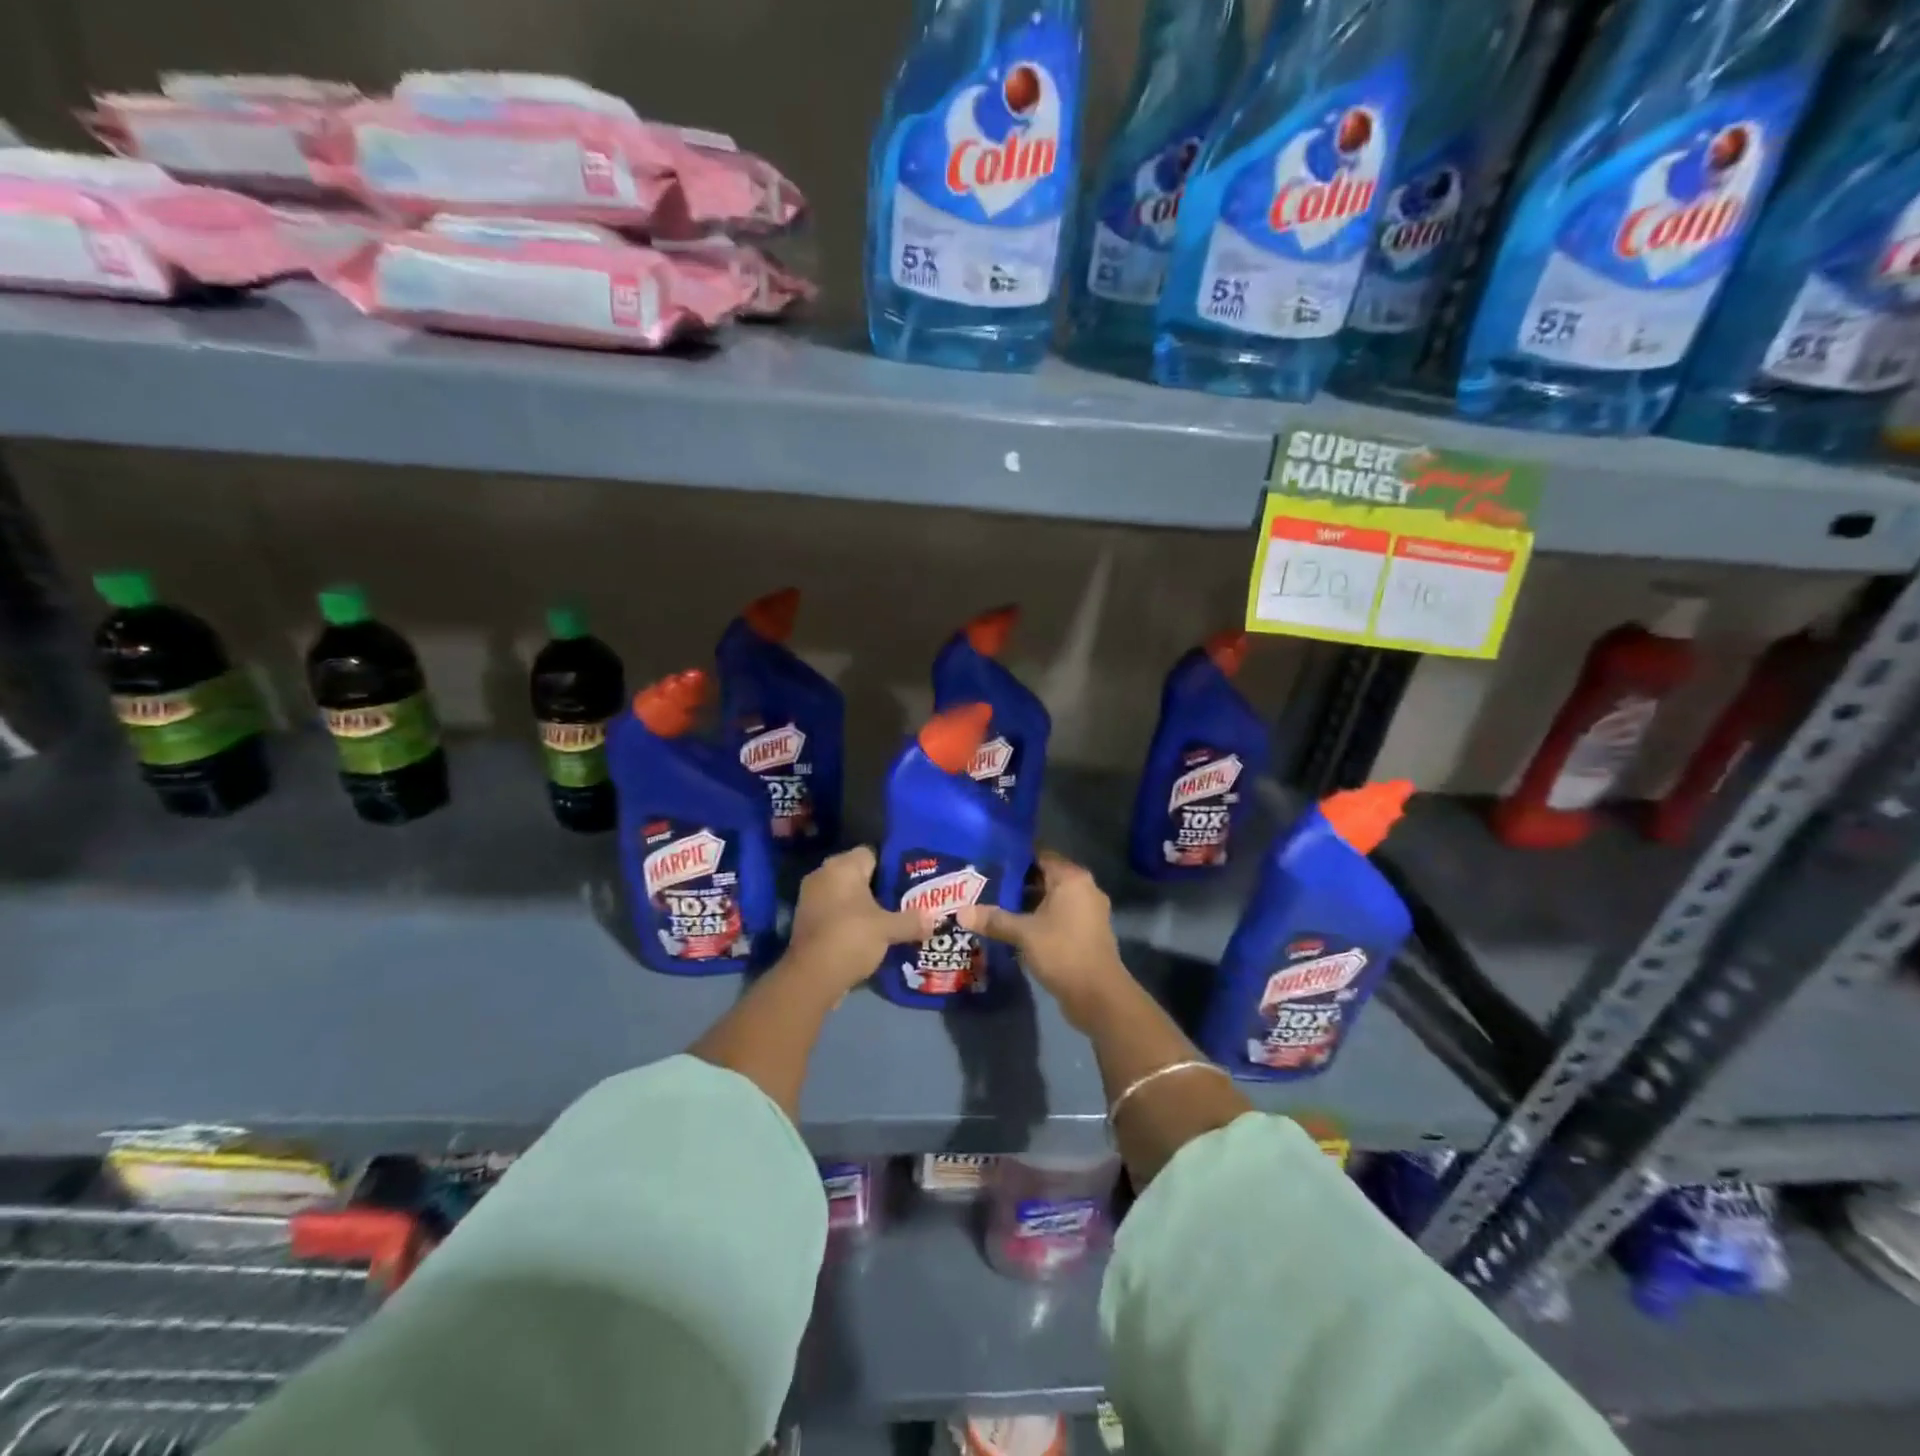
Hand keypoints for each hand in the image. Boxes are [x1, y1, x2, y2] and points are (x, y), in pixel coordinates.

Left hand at [785, 846, 935, 995]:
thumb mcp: (888, 929)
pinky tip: (868, 935)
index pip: (871, 853)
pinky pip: (834, 912)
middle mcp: (822, 874)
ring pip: (845, 895)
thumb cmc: (851, 937)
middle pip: (858, 874)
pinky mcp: (805, 921)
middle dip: (879, 887)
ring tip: (890, 919)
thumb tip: (934, 920)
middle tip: (904, 901)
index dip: (891, 866)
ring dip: (863, 906)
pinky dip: (849, 920)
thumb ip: (912, 921)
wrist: (811, 977)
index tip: (908, 882)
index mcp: (842, 866)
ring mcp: (810, 898)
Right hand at [958, 851, 1128, 1028]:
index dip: (1015, 859)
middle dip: (1017, 883)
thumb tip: (961, 912)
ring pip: (1052, 899)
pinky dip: (1040, 919)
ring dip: (1028, 904)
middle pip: (1045, 877)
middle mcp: (1084, 889)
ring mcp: (1089, 912)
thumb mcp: (1023, 934)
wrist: (1098, 996)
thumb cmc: (1062, 952)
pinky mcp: (1087, 933)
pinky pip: (1059, 916)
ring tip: (995, 907)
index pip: (1040, 855)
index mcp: (1072, 879)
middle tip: (985, 886)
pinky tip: (1016, 928)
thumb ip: (994, 919)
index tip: (989, 863)